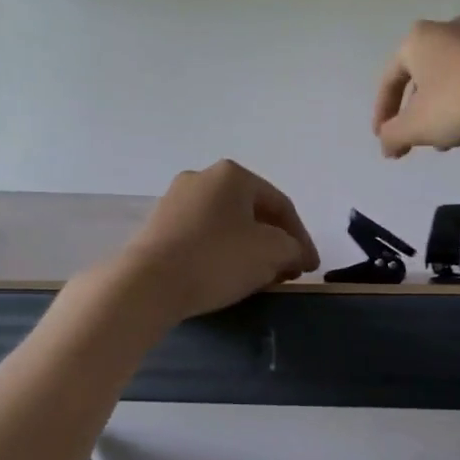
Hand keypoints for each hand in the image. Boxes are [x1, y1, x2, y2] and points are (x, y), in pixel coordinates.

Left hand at [117, 160, 318, 321]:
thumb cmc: (218, 259)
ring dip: (250, 250)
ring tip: (261, 278)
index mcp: (233, 175)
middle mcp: (202, 178)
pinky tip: (228, 276)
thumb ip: (294, 248)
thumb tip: (295, 253)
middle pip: (253, 213)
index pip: (282, 205)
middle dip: (275, 243)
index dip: (302, 238)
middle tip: (288, 272)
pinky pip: (203, 236)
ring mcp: (175, 201)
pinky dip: (223, 253)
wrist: (148, 284)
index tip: (311, 267)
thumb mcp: (272, 253)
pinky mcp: (158, 226)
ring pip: (228, 225)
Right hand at [373, 17, 459, 157]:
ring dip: (440, 110)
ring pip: (448, 79)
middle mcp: (446, 29)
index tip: (383, 141)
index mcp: (416, 40)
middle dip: (414, 112)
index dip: (382, 114)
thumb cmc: (458, 103)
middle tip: (414, 140)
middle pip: (420, 77)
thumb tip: (386, 144)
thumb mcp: (416, 127)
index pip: (390, 80)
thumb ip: (392, 136)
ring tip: (444, 141)